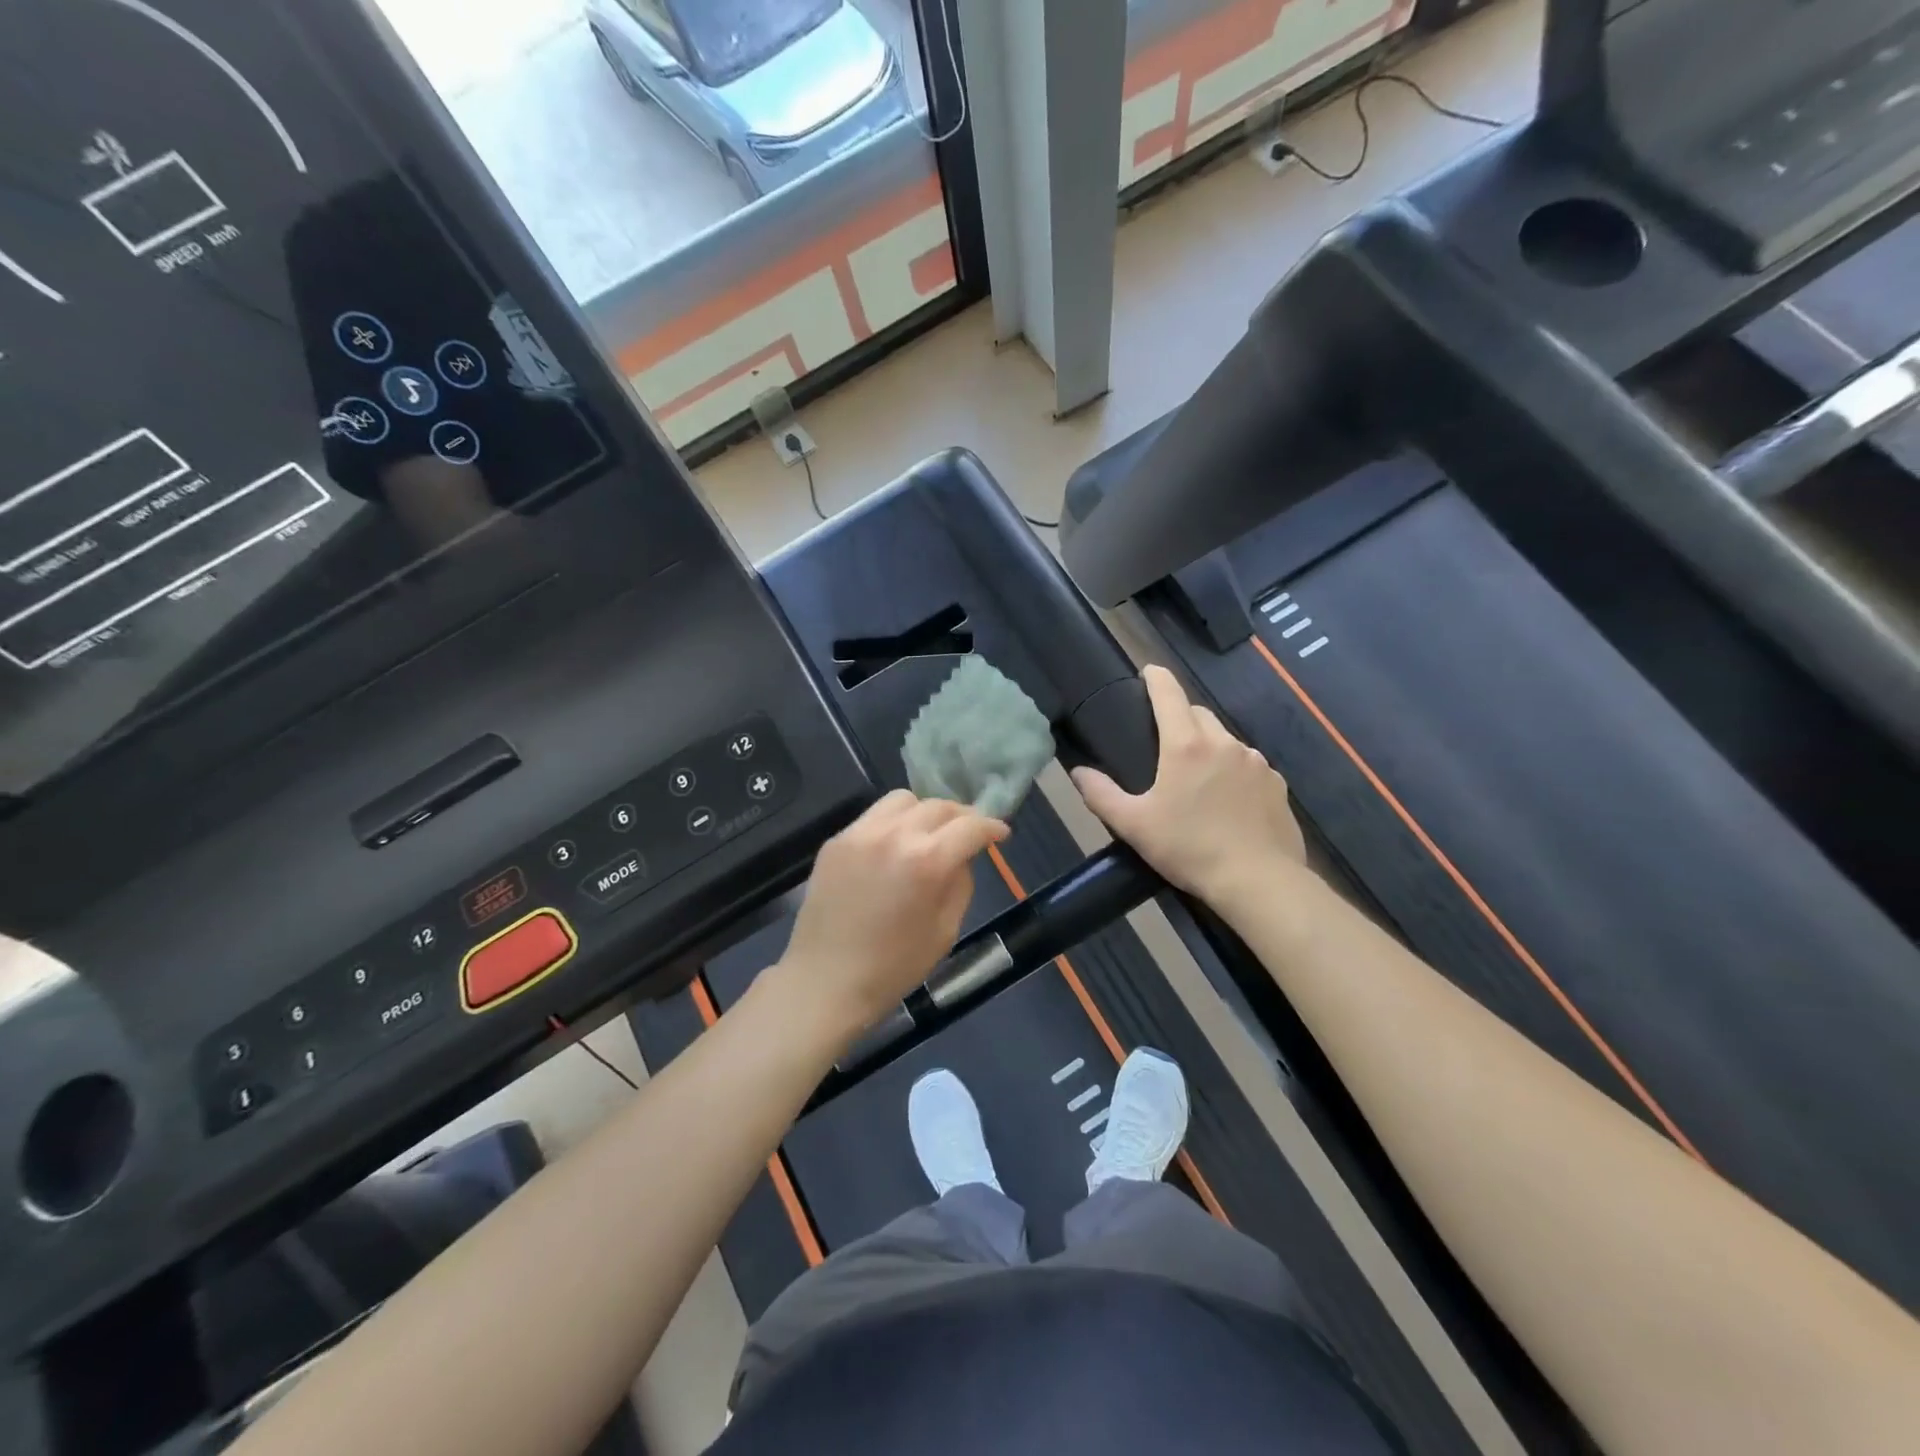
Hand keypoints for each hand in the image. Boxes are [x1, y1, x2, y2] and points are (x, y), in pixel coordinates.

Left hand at [778, 790, 1008, 1035]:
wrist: (825, 981)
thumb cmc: (894, 967)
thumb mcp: (946, 930)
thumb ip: (961, 882)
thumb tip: (963, 855)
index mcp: (928, 860)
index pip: (971, 826)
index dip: (992, 827)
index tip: (1000, 834)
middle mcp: (894, 834)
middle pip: (939, 805)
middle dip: (961, 817)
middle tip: (967, 835)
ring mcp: (860, 833)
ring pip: (904, 800)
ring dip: (924, 812)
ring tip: (927, 834)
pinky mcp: (836, 840)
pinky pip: (873, 817)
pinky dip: (892, 824)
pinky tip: (892, 849)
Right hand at [1071, 665, 1305, 902]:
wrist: (1259, 882)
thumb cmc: (1189, 849)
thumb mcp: (1134, 826)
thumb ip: (1101, 795)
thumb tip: (1078, 772)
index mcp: (1186, 746)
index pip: (1169, 694)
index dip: (1156, 678)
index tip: (1147, 672)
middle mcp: (1224, 743)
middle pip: (1198, 714)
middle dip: (1181, 717)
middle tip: (1164, 743)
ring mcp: (1256, 762)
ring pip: (1226, 741)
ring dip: (1209, 748)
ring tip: (1197, 780)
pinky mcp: (1277, 784)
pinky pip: (1249, 766)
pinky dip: (1234, 772)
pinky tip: (1228, 802)